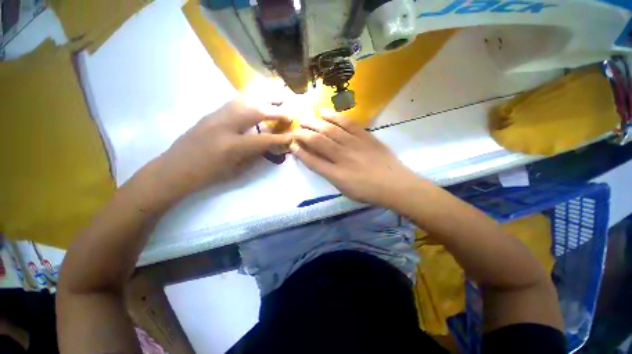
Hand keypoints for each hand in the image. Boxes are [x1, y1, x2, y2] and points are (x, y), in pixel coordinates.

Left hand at [156, 99, 291, 198]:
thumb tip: (270, 145)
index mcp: (231, 146)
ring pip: (244, 99)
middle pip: (256, 111)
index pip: (263, 139)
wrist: (174, 168)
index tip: (292, 135)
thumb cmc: (207, 175)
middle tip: (290, 112)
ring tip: (278, 95)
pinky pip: (235, 101)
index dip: (280, 138)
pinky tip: (259, 97)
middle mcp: (224, 126)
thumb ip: (255, 155)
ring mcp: (216, 116)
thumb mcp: (236, 170)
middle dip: (276, 111)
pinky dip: (251, 97)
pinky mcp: (211, 112)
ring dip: (264, 97)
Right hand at [291, 115, 419, 206]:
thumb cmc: (367, 191)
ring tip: (305, 118)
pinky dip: (334, 116)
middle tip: (295, 129)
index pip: (312, 160)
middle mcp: (341, 157)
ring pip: (329, 130)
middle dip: (303, 134)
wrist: (394, 184)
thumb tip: (316, 161)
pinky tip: (325, 112)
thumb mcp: (344, 189)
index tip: (292, 144)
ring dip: (314, 123)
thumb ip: (328, 174)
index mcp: (335, 174)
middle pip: (317, 141)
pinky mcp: (364, 136)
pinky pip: (347, 123)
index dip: (299, 152)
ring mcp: (354, 144)